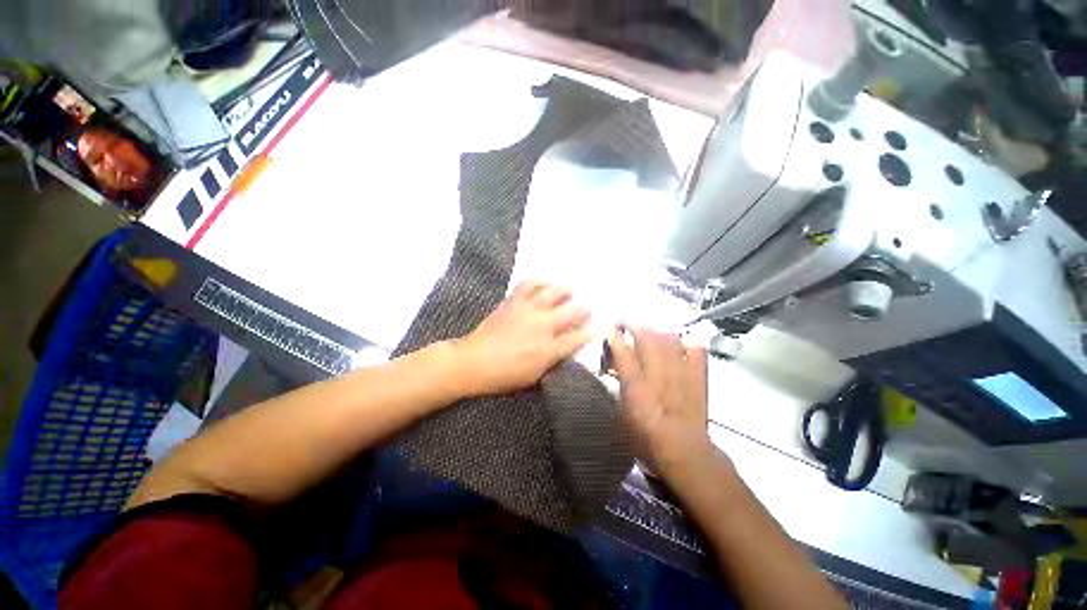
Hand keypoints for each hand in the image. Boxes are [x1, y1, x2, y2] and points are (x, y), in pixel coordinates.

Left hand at [453, 282, 592, 395]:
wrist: (473, 362)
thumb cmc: (504, 375)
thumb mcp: (533, 376)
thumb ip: (553, 361)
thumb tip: (566, 349)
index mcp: (548, 349)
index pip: (577, 338)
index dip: (590, 333)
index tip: (597, 328)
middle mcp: (542, 326)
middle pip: (570, 312)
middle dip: (583, 309)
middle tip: (588, 306)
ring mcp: (527, 310)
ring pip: (553, 293)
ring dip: (565, 290)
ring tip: (571, 289)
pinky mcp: (513, 301)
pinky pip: (528, 285)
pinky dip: (539, 281)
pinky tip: (544, 282)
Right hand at [608, 327, 709, 475]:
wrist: (685, 453)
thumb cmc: (647, 439)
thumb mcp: (623, 414)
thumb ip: (620, 387)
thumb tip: (617, 368)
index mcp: (636, 385)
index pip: (622, 351)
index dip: (615, 336)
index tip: (611, 328)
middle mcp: (657, 373)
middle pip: (646, 337)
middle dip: (634, 325)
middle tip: (626, 323)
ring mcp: (681, 373)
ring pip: (669, 338)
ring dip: (657, 330)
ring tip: (650, 330)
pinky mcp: (698, 377)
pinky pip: (696, 349)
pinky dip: (687, 343)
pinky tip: (680, 345)